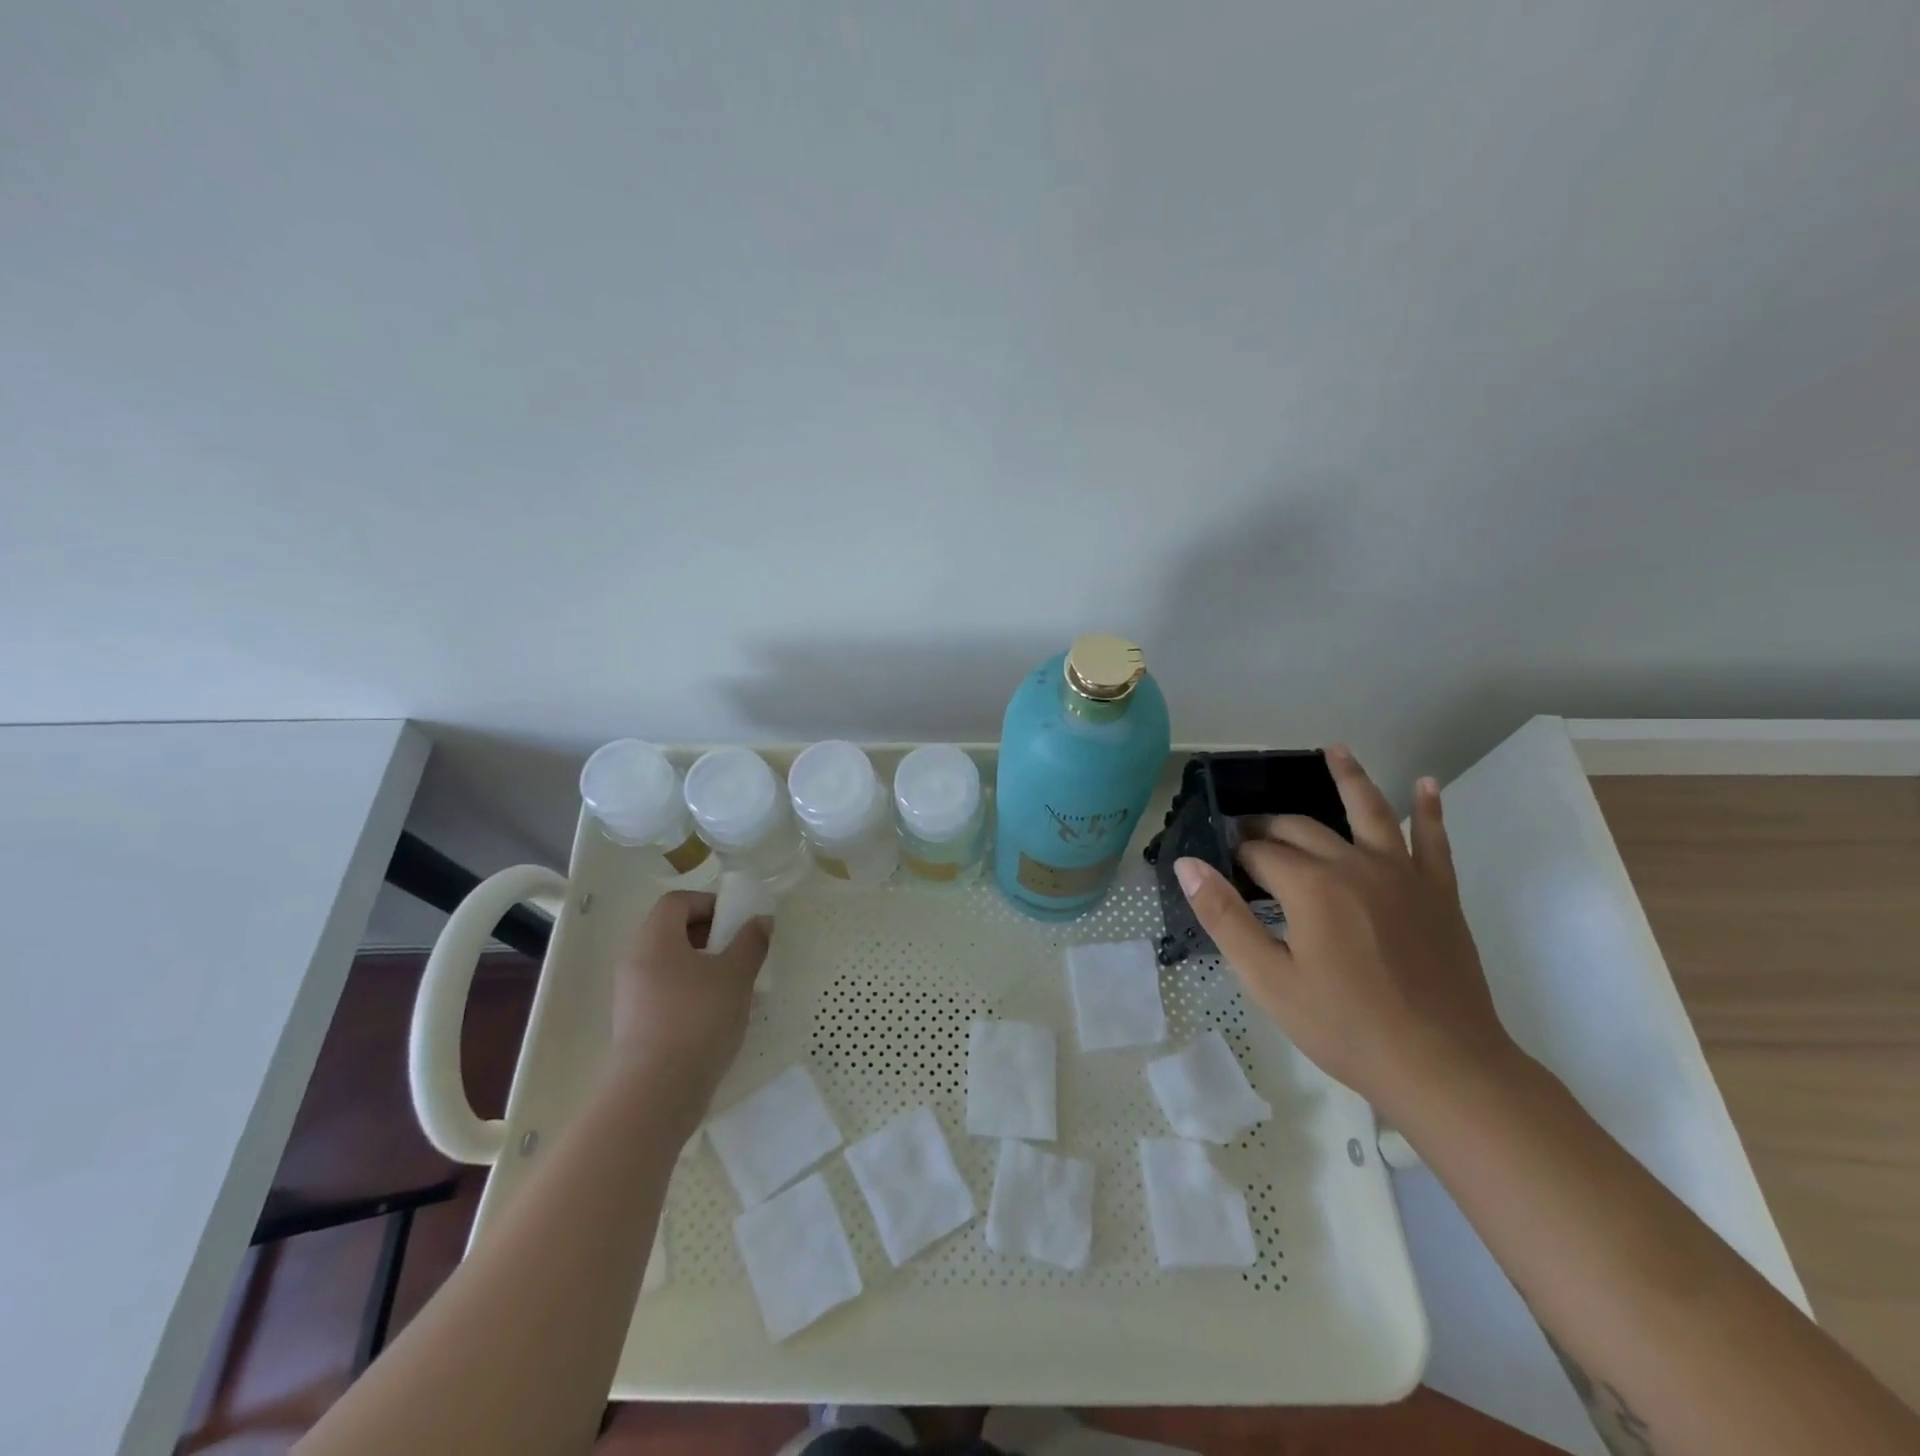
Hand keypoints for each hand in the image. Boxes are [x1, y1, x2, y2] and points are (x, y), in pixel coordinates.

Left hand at [609, 890, 769, 1117]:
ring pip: (669, 963)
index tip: (736, 923)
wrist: (656, 1093)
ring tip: (732, 985)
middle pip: (671, 930)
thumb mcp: (736, 976)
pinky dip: (689, 991)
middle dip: (708, 934)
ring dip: (701, 965)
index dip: (709, 903)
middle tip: (738, 951)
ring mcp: (630, 994)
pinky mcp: (634, 1024)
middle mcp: (635, 961)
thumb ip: (751, 942)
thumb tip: (761, 921)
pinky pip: (664, 991)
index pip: (677, 902)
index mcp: (654, 939)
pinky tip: (714, 1014)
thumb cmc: (698, 1020)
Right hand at [1173, 746, 1517, 1117]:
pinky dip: (1428, 809)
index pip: (1260, 852)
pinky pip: (1433, 840)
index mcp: (1310, 886)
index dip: (1237, 856)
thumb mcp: (1268, 979)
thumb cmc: (1345, 1027)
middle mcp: (1354, 865)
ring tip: (1334, 750)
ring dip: (1349, 778)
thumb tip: (1188, 864)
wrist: (1443, 1067)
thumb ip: (1224, 916)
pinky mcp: (1438, 892)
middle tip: (1251, 834)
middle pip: (1302, 828)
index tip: (1225, 868)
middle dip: (1270, 826)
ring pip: (1370, 811)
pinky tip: (1425, 784)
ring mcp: (1402, 874)